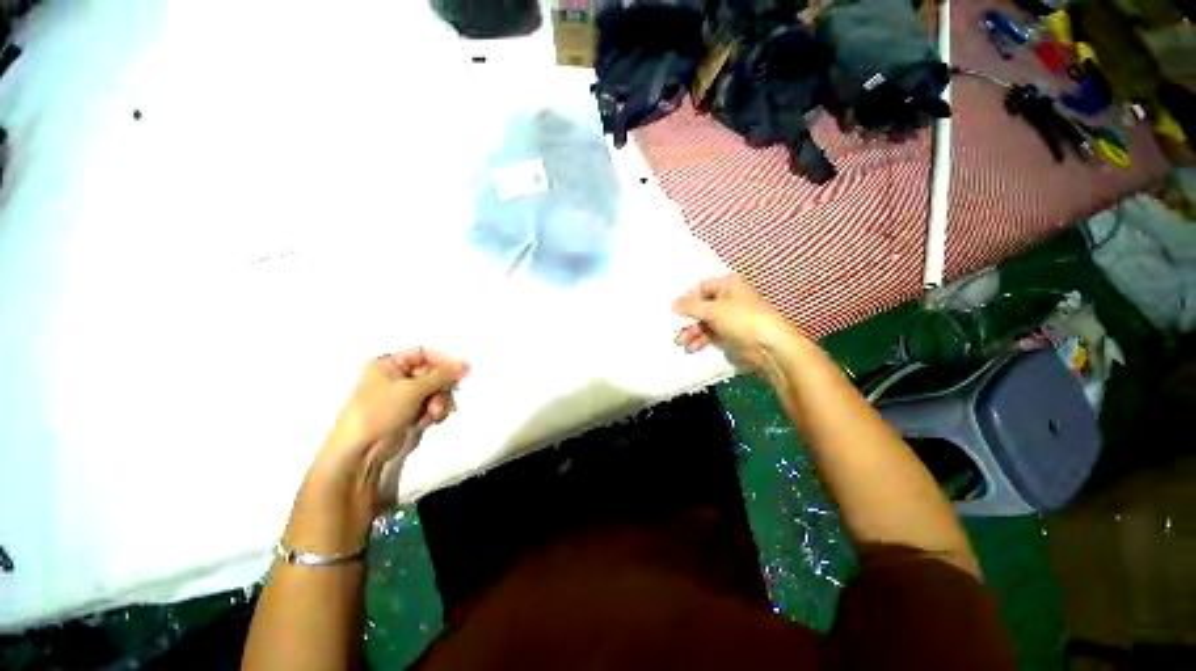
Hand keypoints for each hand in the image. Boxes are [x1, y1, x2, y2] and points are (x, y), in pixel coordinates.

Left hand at [314, 348, 469, 496]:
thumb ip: (442, 375)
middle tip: (447, 395)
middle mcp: (396, 377)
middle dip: (442, 387)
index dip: (444, 360)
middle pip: (433, 373)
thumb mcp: (413, 389)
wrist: (360, 451)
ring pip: (435, 391)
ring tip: (434, 413)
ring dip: (440, 401)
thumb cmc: (379, 412)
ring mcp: (403, 397)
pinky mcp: (409, 413)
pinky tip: (431, 420)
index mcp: (389, 364)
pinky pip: (432, 405)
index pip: (424, 354)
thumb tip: (466, 365)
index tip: (462, 370)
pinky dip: (435, 411)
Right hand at [672, 274, 800, 368]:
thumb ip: (690, 307)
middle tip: (676, 331)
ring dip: (692, 332)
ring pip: (705, 322)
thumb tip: (671, 303)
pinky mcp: (732, 333)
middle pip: (701, 307)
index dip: (688, 299)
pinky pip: (711, 333)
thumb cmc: (742, 319)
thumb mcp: (712, 310)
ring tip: (682, 344)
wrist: (770, 346)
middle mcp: (729, 297)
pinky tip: (692, 348)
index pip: (701, 287)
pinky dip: (701, 340)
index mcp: (728, 284)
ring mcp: (731, 316)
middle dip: (688, 320)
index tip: (676, 312)